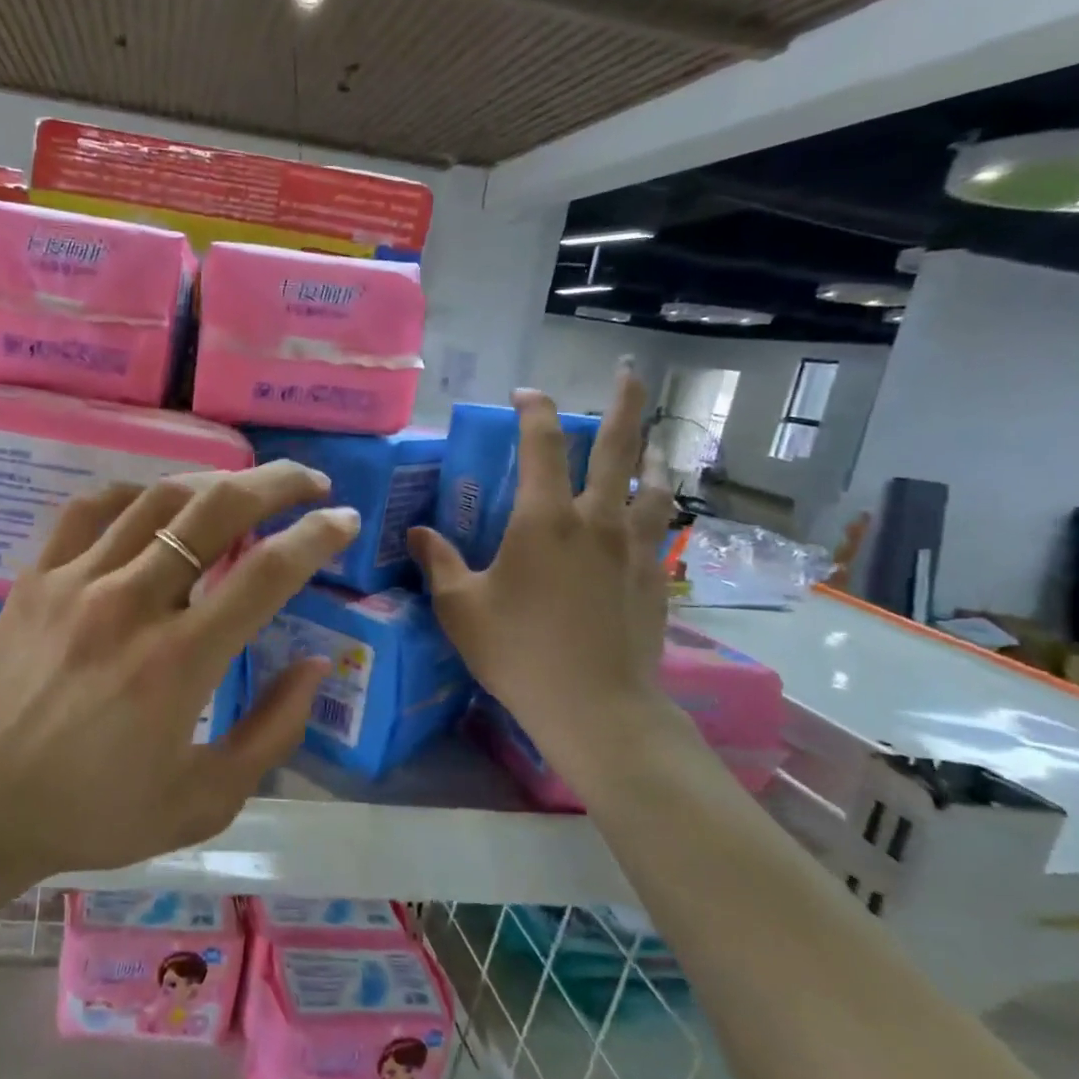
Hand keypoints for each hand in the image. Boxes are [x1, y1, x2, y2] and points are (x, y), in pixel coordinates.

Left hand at [0, 464, 360, 882]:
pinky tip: (157, 503)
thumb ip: (272, 732)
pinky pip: (93, 508)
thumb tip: (316, 664)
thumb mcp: (204, 801)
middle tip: (309, 482)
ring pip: (158, 497)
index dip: (316, 536)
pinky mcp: (38, 577)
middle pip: (216, 510)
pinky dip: (136, 493)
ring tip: (243, 488)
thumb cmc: (95, 812)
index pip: (266, 573)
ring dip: (213, 481)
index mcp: (179, 662)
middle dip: (275, 483)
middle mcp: (132, 604)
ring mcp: (78, 582)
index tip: (345, 521)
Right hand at [409, 366, 675, 768]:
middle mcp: (595, 520)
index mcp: (544, 519)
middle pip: (617, 446)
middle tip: (628, 371)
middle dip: (621, 403)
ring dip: (652, 455)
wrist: (595, 707)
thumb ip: (440, 563)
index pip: (542, 444)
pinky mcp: (654, 577)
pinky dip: (657, 508)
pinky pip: (660, 528)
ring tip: (653, 444)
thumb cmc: (517, 652)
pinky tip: (652, 516)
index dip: (533, 411)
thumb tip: (418, 533)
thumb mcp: (461, 608)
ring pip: (652, 484)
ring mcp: (632, 548)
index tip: (525, 394)